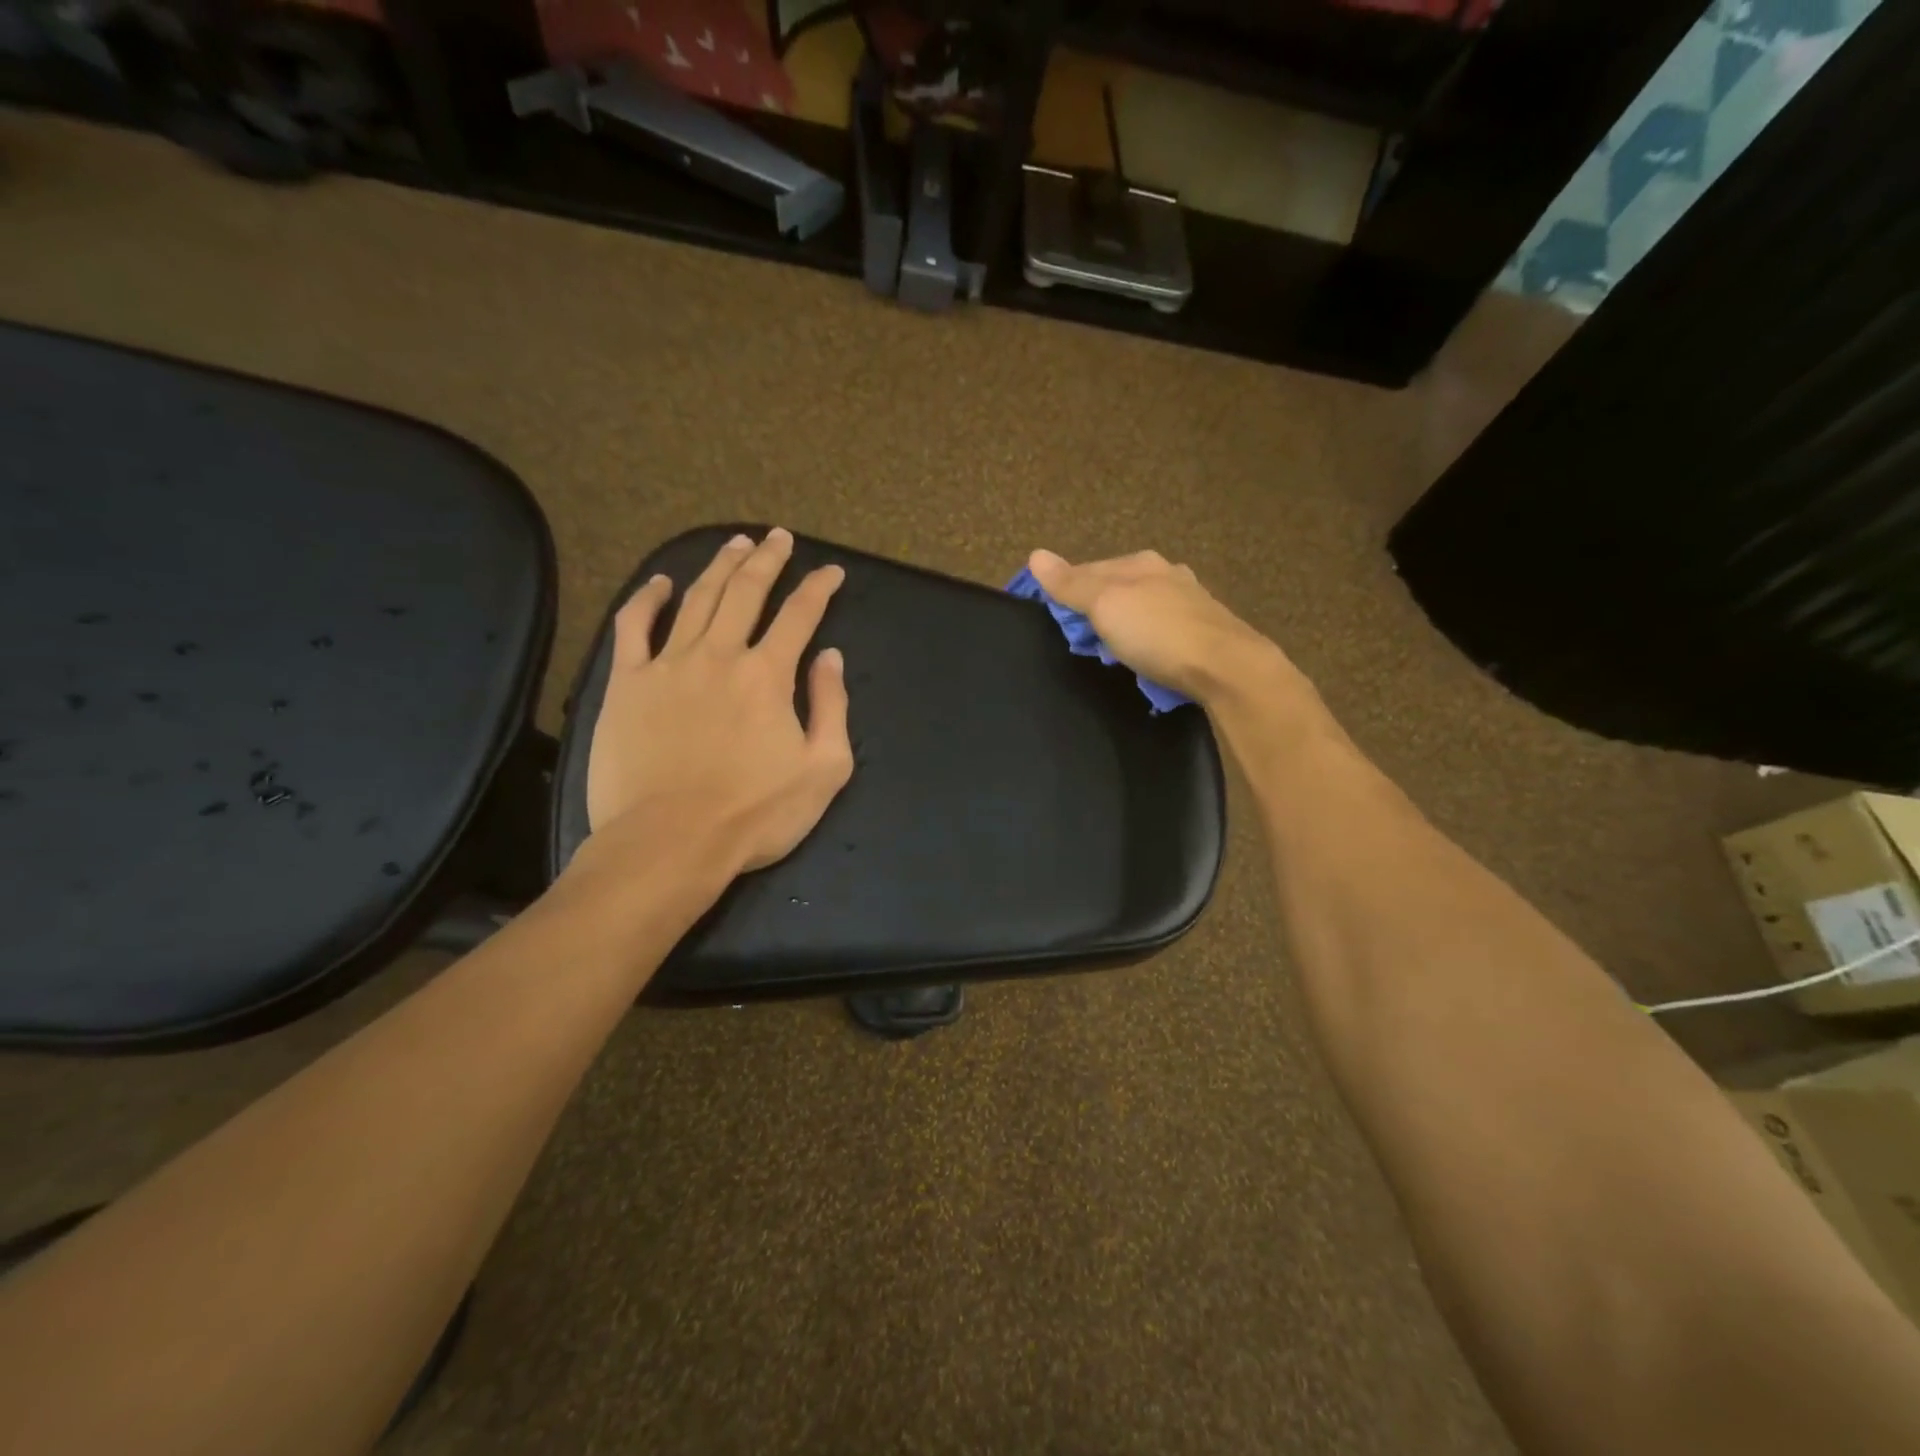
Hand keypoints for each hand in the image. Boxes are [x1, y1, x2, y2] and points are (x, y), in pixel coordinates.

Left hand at [585, 528, 853, 874]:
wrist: (670, 843)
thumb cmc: (755, 814)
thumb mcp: (823, 769)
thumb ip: (831, 707)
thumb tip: (830, 658)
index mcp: (768, 674)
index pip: (800, 615)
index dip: (819, 588)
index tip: (831, 572)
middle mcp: (719, 655)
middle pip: (746, 592)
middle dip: (767, 559)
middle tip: (779, 538)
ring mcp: (668, 665)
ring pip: (696, 598)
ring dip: (719, 567)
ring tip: (735, 544)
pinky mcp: (627, 684)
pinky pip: (634, 627)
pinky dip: (646, 600)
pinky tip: (659, 583)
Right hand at [1026, 548, 1295, 704]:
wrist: (1226, 666)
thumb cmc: (1157, 633)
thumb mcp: (1105, 606)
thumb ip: (1071, 584)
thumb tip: (1035, 555)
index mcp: (1140, 563)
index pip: (1089, 569)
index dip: (1066, 590)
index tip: (1053, 617)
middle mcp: (1167, 573)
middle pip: (1117, 586)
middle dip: (1097, 608)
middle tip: (1082, 640)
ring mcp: (1190, 600)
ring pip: (1142, 606)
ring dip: (1124, 624)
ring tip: (1112, 650)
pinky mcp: (1205, 628)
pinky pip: (1164, 627)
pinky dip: (1148, 637)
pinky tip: (1149, 654)